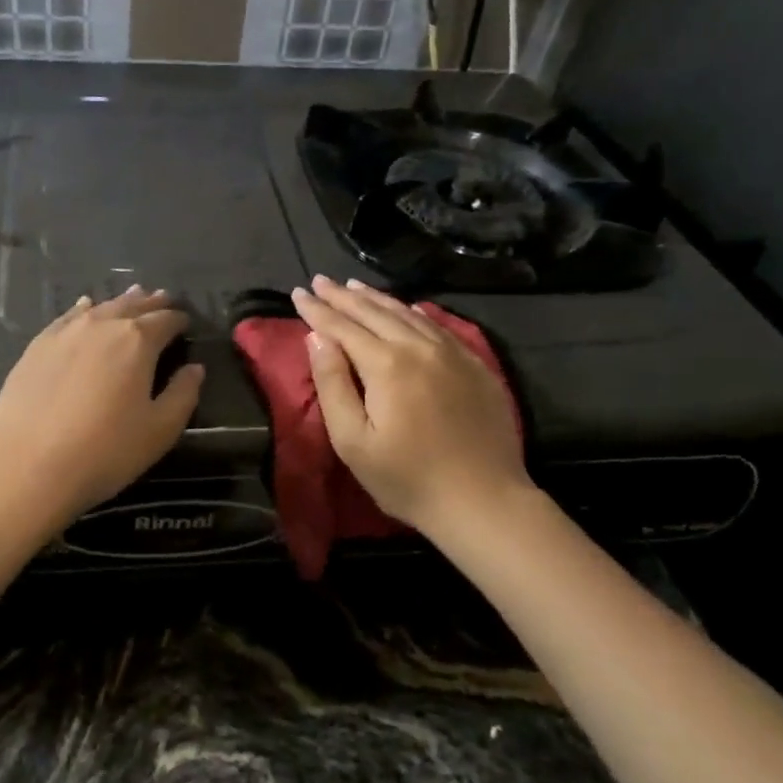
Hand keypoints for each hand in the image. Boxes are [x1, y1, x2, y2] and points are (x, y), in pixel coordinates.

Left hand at [0, 285, 204, 523]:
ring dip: (122, 302)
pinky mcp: (37, 345)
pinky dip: (84, 309)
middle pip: (133, 306)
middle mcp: (102, 325)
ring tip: (134, 296)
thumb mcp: (158, 431)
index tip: (186, 323)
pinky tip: (86, 307)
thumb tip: (195, 369)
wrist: (25, 465)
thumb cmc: (103, 452)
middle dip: (152, 303)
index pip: (166, 320)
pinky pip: (68, 316)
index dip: (179, 320)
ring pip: (101, 307)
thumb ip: (183, 395)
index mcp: (138, 341)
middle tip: (164, 299)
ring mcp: (65, 332)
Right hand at [292, 277, 530, 538]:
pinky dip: (414, 313)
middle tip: (320, 281)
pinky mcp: (475, 366)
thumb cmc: (407, 479)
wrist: (484, 501)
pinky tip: (407, 309)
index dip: (317, 310)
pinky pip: (438, 327)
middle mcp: (419, 347)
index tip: (298, 292)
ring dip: (376, 298)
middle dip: (343, 296)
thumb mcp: (353, 441)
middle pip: (374, 312)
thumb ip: (332, 385)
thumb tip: (317, 339)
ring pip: (407, 313)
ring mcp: (452, 354)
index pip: (342, 327)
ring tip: (354, 287)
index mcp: (386, 365)